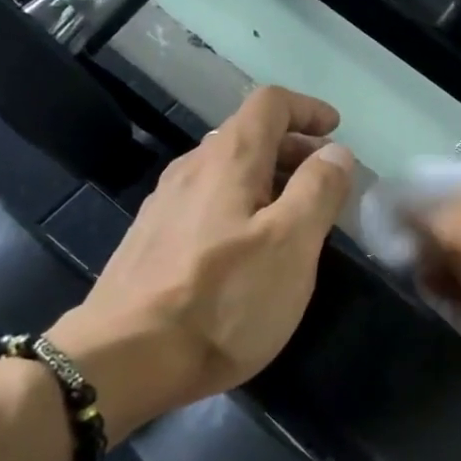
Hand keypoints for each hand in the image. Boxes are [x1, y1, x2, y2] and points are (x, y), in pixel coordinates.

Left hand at [48, 88, 354, 435]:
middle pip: (247, 135)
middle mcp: (191, 168)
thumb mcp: (291, 244)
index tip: (335, 131)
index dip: (308, 109)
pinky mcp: (151, 240)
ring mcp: (165, 204)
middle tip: (325, 181)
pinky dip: (239, 205)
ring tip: (293, 216)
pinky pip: (206, 202)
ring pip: (225, 171)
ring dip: (266, 179)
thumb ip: (318, 190)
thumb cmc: (223, 299)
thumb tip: (335, 151)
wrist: (124, 358)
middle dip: (293, 148)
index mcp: (228, 159)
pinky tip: (246, 247)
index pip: (271, 103)